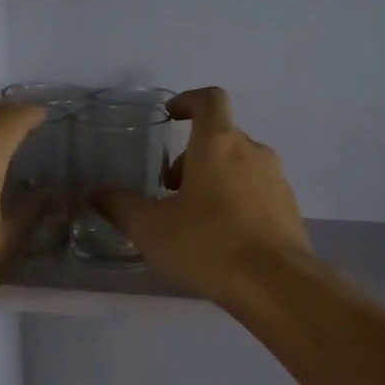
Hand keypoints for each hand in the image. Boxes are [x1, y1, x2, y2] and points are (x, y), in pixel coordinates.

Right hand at [92, 87, 313, 303]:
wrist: (276, 284)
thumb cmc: (208, 245)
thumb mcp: (151, 229)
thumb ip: (120, 206)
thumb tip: (95, 193)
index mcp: (218, 144)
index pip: (209, 99)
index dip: (189, 100)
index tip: (171, 115)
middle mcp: (252, 151)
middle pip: (221, 137)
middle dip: (193, 156)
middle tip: (171, 190)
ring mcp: (276, 178)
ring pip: (240, 165)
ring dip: (215, 179)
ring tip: (195, 218)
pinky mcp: (288, 207)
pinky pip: (257, 190)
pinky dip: (237, 200)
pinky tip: (223, 237)